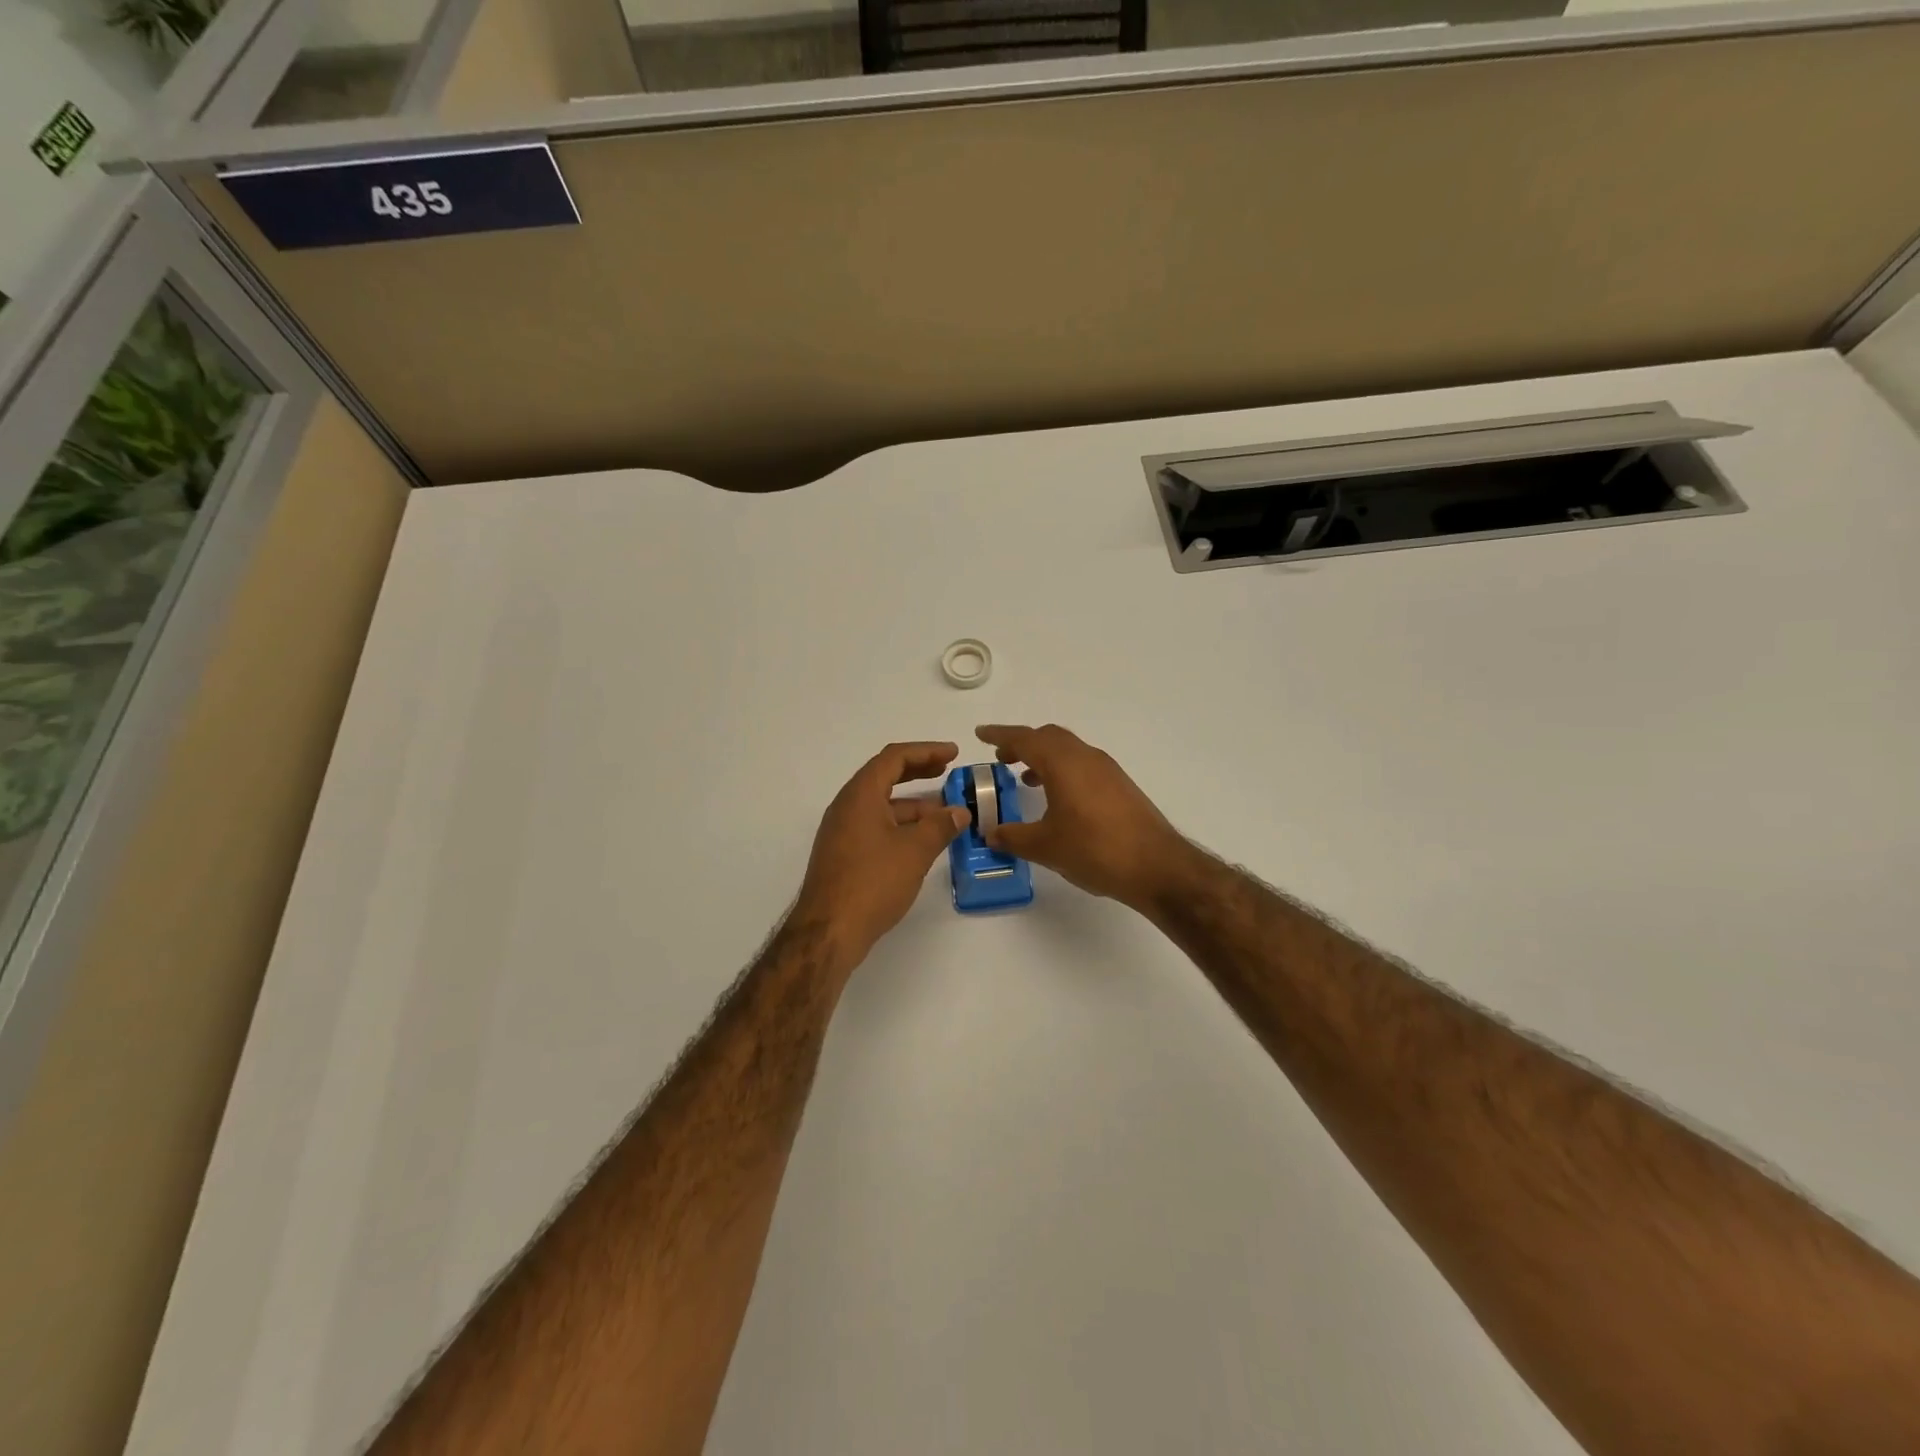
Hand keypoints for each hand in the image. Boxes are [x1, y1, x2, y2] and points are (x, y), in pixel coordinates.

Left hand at [794, 741, 970, 967]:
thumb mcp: (915, 851)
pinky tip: (922, 841)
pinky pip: (875, 826)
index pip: (894, 758)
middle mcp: (847, 806)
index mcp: (860, 795)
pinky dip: (900, 824)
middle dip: (918, 772)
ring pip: (881, 805)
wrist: (828, 931)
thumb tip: (959, 812)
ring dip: (912, 804)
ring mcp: (842, 831)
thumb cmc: (872, 882)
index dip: (926, 751)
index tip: (953, 754)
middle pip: (885, 776)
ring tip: (945, 813)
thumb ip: (940, 826)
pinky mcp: (843, 854)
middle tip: (948, 772)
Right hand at [975, 724, 1197, 911]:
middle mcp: (1085, 757)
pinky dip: (1063, 771)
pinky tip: (1058, 799)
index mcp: (1063, 763)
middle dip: (1023, 744)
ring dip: (1044, 758)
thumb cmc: (1095, 849)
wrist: (1156, 866)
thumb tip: (991, 833)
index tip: (981, 734)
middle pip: (1048, 737)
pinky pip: (1083, 765)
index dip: (1000, 735)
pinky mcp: (1120, 786)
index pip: (1025, 739)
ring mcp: (1107, 770)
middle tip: (1002, 759)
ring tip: (1026, 779)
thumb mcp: (1045, 847)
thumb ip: (1013, 837)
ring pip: (1068, 750)